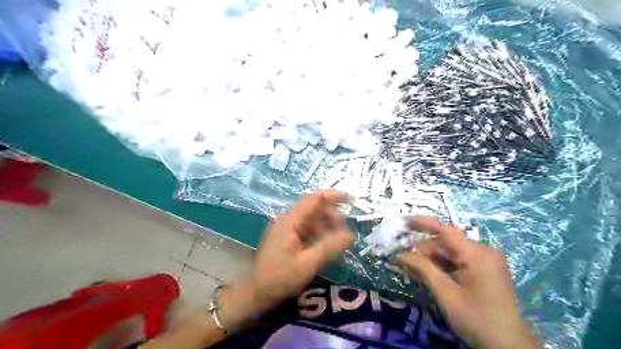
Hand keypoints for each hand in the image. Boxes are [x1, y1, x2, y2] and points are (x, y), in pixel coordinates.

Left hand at [218, 191, 352, 329]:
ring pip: (311, 219)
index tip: (351, 200)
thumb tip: (351, 235)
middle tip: (346, 230)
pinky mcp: (287, 238)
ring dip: (327, 226)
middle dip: (332, 215)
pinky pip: (307, 230)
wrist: (256, 294)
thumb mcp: (308, 264)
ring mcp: (286, 229)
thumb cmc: (280, 278)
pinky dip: (319, 234)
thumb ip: (330, 247)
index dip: (333, 196)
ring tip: (340, 239)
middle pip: (313, 208)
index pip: (314, 199)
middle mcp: (287, 220)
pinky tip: (328, 245)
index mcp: (290, 221)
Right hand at [398, 216, 538, 346]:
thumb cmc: (476, 319)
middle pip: (446, 243)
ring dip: (431, 260)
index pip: (445, 230)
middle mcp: (483, 251)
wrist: (509, 346)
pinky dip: (443, 266)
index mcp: (476, 254)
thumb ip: (423, 268)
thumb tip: (400, 254)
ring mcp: (486, 260)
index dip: (422, 223)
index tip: (403, 221)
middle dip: (423, 250)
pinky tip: (428, 274)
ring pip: (451, 252)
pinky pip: (459, 261)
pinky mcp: (486, 269)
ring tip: (412, 269)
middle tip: (403, 261)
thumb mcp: (446, 293)